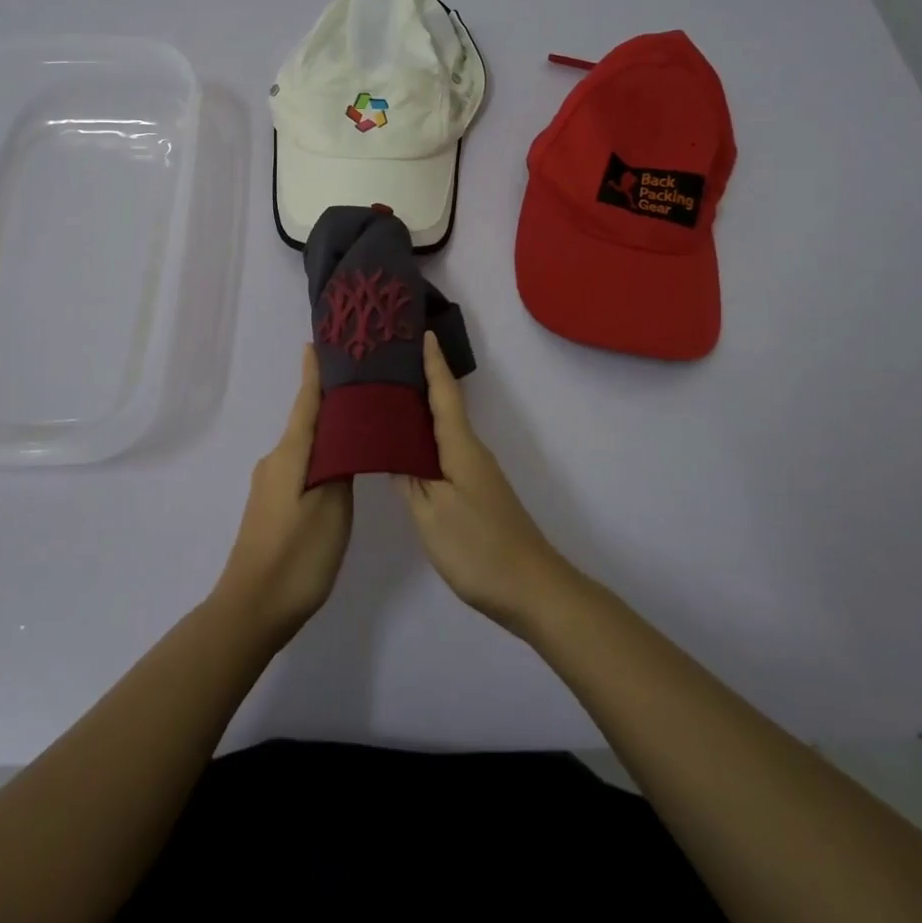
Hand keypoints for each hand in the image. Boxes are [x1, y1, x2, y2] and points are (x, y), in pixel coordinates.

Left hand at [213, 346, 351, 642]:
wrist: (252, 610)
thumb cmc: (296, 555)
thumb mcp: (331, 508)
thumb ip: (340, 467)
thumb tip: (344, 436)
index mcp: (289, 455)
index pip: (305, 402)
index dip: (313, 374)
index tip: (318, 343)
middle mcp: (276, 462)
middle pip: (305, 421)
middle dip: (329, 401)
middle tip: (361, 385)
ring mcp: (271, 486)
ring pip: (304, 447)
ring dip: (327, 431)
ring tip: (359, 423)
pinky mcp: (272, 507)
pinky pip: (301, 467)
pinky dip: (320, 456)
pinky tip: (339, 466)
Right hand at [397, 332, 575, 634]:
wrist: (533, 590)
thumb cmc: (478, 548)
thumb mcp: (430, 514)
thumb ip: (407, 479)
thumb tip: (390, 448)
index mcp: (460, 447)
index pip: (443, 394)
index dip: (433, 363)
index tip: (422, 332)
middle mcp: (471, 452)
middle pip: (444, 407)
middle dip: (420, 382)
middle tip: (388, 364)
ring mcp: (477, 474)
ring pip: (444, 432)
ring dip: (421, 413)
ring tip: (388, 402)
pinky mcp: (478, 494)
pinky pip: (447, 454)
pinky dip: (426, 442)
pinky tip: (408, 451)